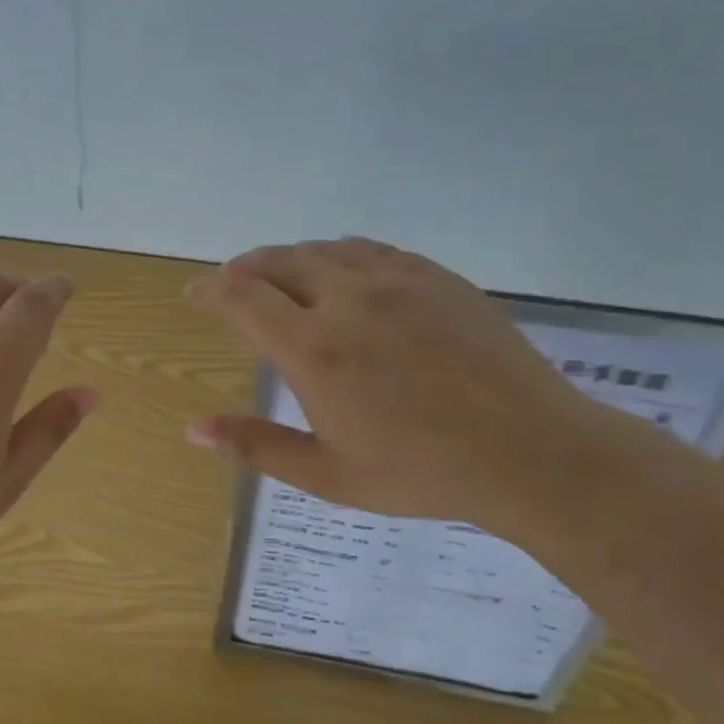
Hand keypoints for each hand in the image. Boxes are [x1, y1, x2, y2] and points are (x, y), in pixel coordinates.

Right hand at [185, 239, 616, 532]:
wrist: (529, 450)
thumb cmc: (420, 472)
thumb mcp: (327, 474)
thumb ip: (256, 445)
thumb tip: (194, 428)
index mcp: (314, 349)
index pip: (242, 298)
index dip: (210, 290)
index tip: (193, 293)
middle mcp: (347, 299)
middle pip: (277, 262)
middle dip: (244, 270)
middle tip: (231, 286)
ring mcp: (396, 281)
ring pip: (322, 249)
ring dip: (288, 259)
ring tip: (278, 277)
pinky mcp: (435, 276)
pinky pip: (369, 249)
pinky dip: (337, 255)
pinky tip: (340, 272)